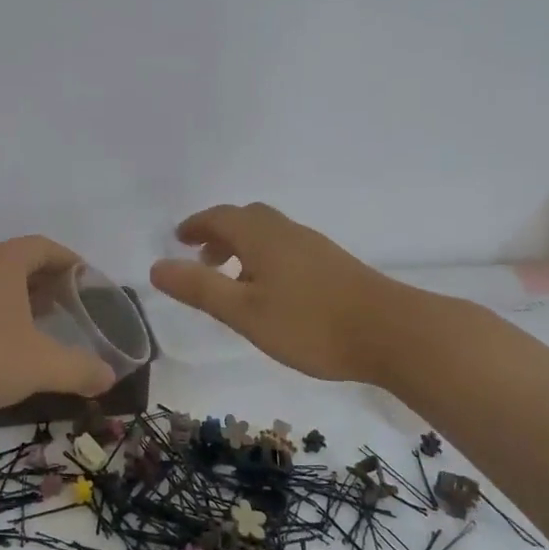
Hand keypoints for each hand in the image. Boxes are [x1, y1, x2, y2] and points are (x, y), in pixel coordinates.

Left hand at [0, 236, 115, 410]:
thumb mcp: (41, 365)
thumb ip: (79, 369)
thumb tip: (108, 377)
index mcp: (3, 262)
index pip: (43, 247)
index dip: (68, 260)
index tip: (84, 278)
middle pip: (16, 260)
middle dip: (43, 279)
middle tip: (63, 303)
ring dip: (15, 294)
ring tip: (33, 321)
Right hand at [149, 203, 392, 381]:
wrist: (392, 333)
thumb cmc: (310, 324)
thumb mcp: (244, 311)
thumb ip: (199, 289)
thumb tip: (156, 267)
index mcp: (261, 236)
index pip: (220, 217)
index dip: (196, 225)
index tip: (178, 238)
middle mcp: (287, 232)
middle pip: (247, 219)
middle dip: (219, 234)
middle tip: (202, 259)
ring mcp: (314, 247)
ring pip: (269, 234)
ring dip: (243, 247)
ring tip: (232, 281)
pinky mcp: (334, 265)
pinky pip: (287, 249)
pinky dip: (265, 259)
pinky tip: (271, 293)